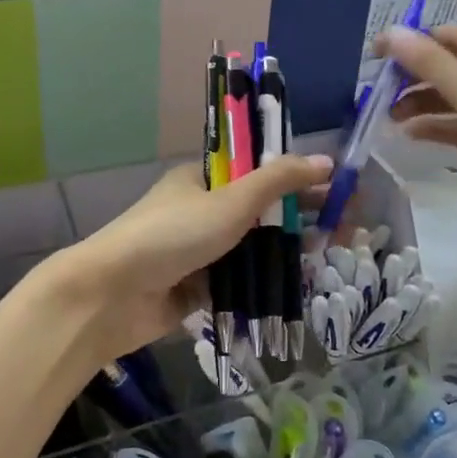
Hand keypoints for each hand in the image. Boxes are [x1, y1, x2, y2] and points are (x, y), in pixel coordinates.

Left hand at [45, 156, 332, 366]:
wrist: (110, 296)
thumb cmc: (171, 236)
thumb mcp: (229, 201)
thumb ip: (277, 180)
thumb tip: (325, 161)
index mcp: (204, 179)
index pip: (260, 171)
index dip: (299, 178)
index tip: (337, 190)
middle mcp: (202, 210)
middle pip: (262, 211)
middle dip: (302, 218)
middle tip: (346, 230)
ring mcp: (200, 251)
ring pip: (254, 248)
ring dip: (288, 252)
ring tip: (331, 257)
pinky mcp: (198, 287)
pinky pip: (241, 280)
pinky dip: (266, 282)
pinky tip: (300, 286)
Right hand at [379, 24, 456, 228]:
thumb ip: (429, 64)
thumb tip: (389, 33)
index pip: (453, 37)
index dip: (412, 45)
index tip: (373, 58)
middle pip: (456, 67)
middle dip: (417, 80)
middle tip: (377, 95)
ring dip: (425, 105)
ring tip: (389, 119)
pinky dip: (443, 127)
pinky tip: (412, 135)